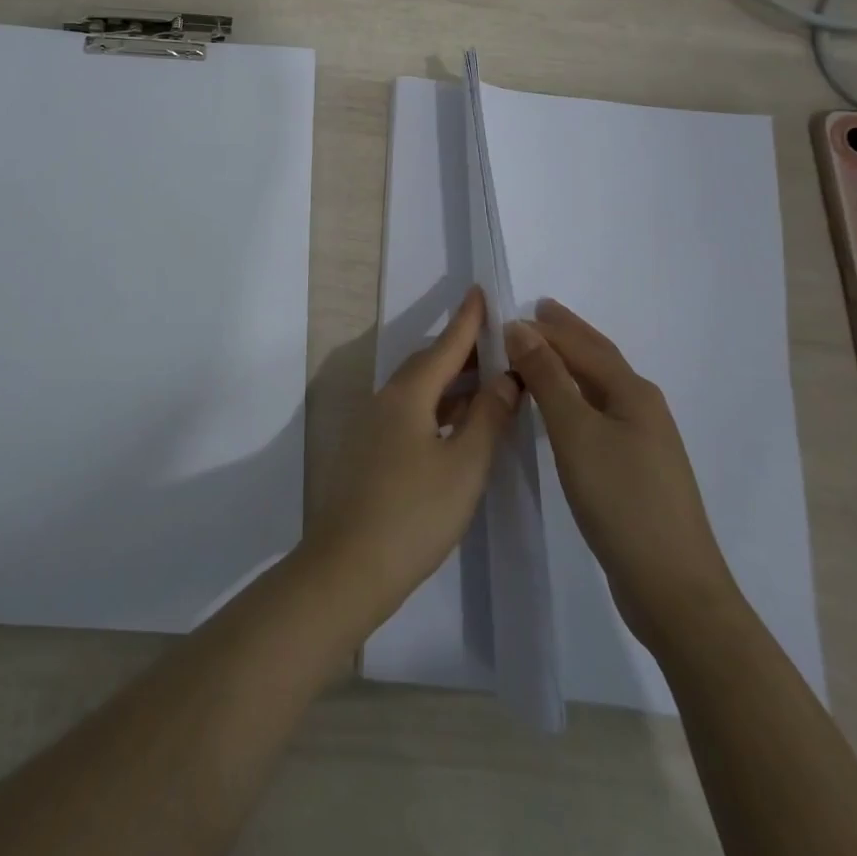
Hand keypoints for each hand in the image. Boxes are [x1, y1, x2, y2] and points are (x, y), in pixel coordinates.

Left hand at [305, 288, 520, 629]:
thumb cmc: (415, 513)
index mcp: (407, 394)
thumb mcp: (464, 466)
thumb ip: (488, 418)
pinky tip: (460, 423)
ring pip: (419, 390)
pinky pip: (411, 412)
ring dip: (453, 382)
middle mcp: (386, 400)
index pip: (445, 346)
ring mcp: (374, 425)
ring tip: (490, 380)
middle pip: (428, 364)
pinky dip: (439, 408)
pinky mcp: (372, 450)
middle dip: (463, 351)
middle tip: (499, 344)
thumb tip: (506, 378)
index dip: (467, 321)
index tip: (481, 292)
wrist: (350, 563)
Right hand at [507, 299, 744, 657]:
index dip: (546, 328)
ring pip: (599, 387)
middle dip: (567, 334)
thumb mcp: (575, 431)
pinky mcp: (635, 470)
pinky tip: (561, 408)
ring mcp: (643, 441)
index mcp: (633, 392)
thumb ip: (547, 376)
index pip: (582, 345)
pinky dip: (573, 396)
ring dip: (569, 364)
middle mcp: (643, 408)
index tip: (507, 315)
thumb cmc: (621, 499)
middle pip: (599, 359)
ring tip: (539, 352)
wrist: (673, 588)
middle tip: (536, 312)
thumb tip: (520, 327)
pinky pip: (597, 413)